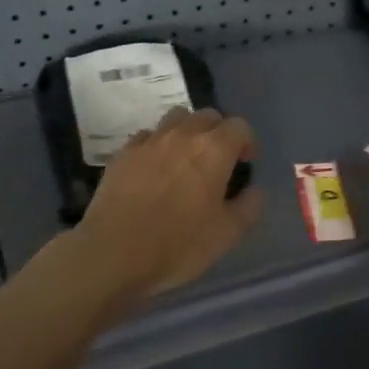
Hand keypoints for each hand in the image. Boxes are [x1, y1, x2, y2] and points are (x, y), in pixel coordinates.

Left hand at [67, 107, 263, 308]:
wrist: (113, 252)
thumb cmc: (177, 245)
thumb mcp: (226, 235)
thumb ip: (249, 207)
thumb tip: (255, 190)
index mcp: (213, 150)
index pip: (239, 127)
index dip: (247, 142)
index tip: (244, 164)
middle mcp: (182, 135)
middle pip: (207, 116)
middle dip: (218, 133)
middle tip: (217, 162)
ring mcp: (149, 141)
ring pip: (176, 118)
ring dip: (187, 131)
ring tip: (185, 159)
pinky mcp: (123, 152)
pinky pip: (147, 136)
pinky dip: (157, 145)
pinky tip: (154, 169)